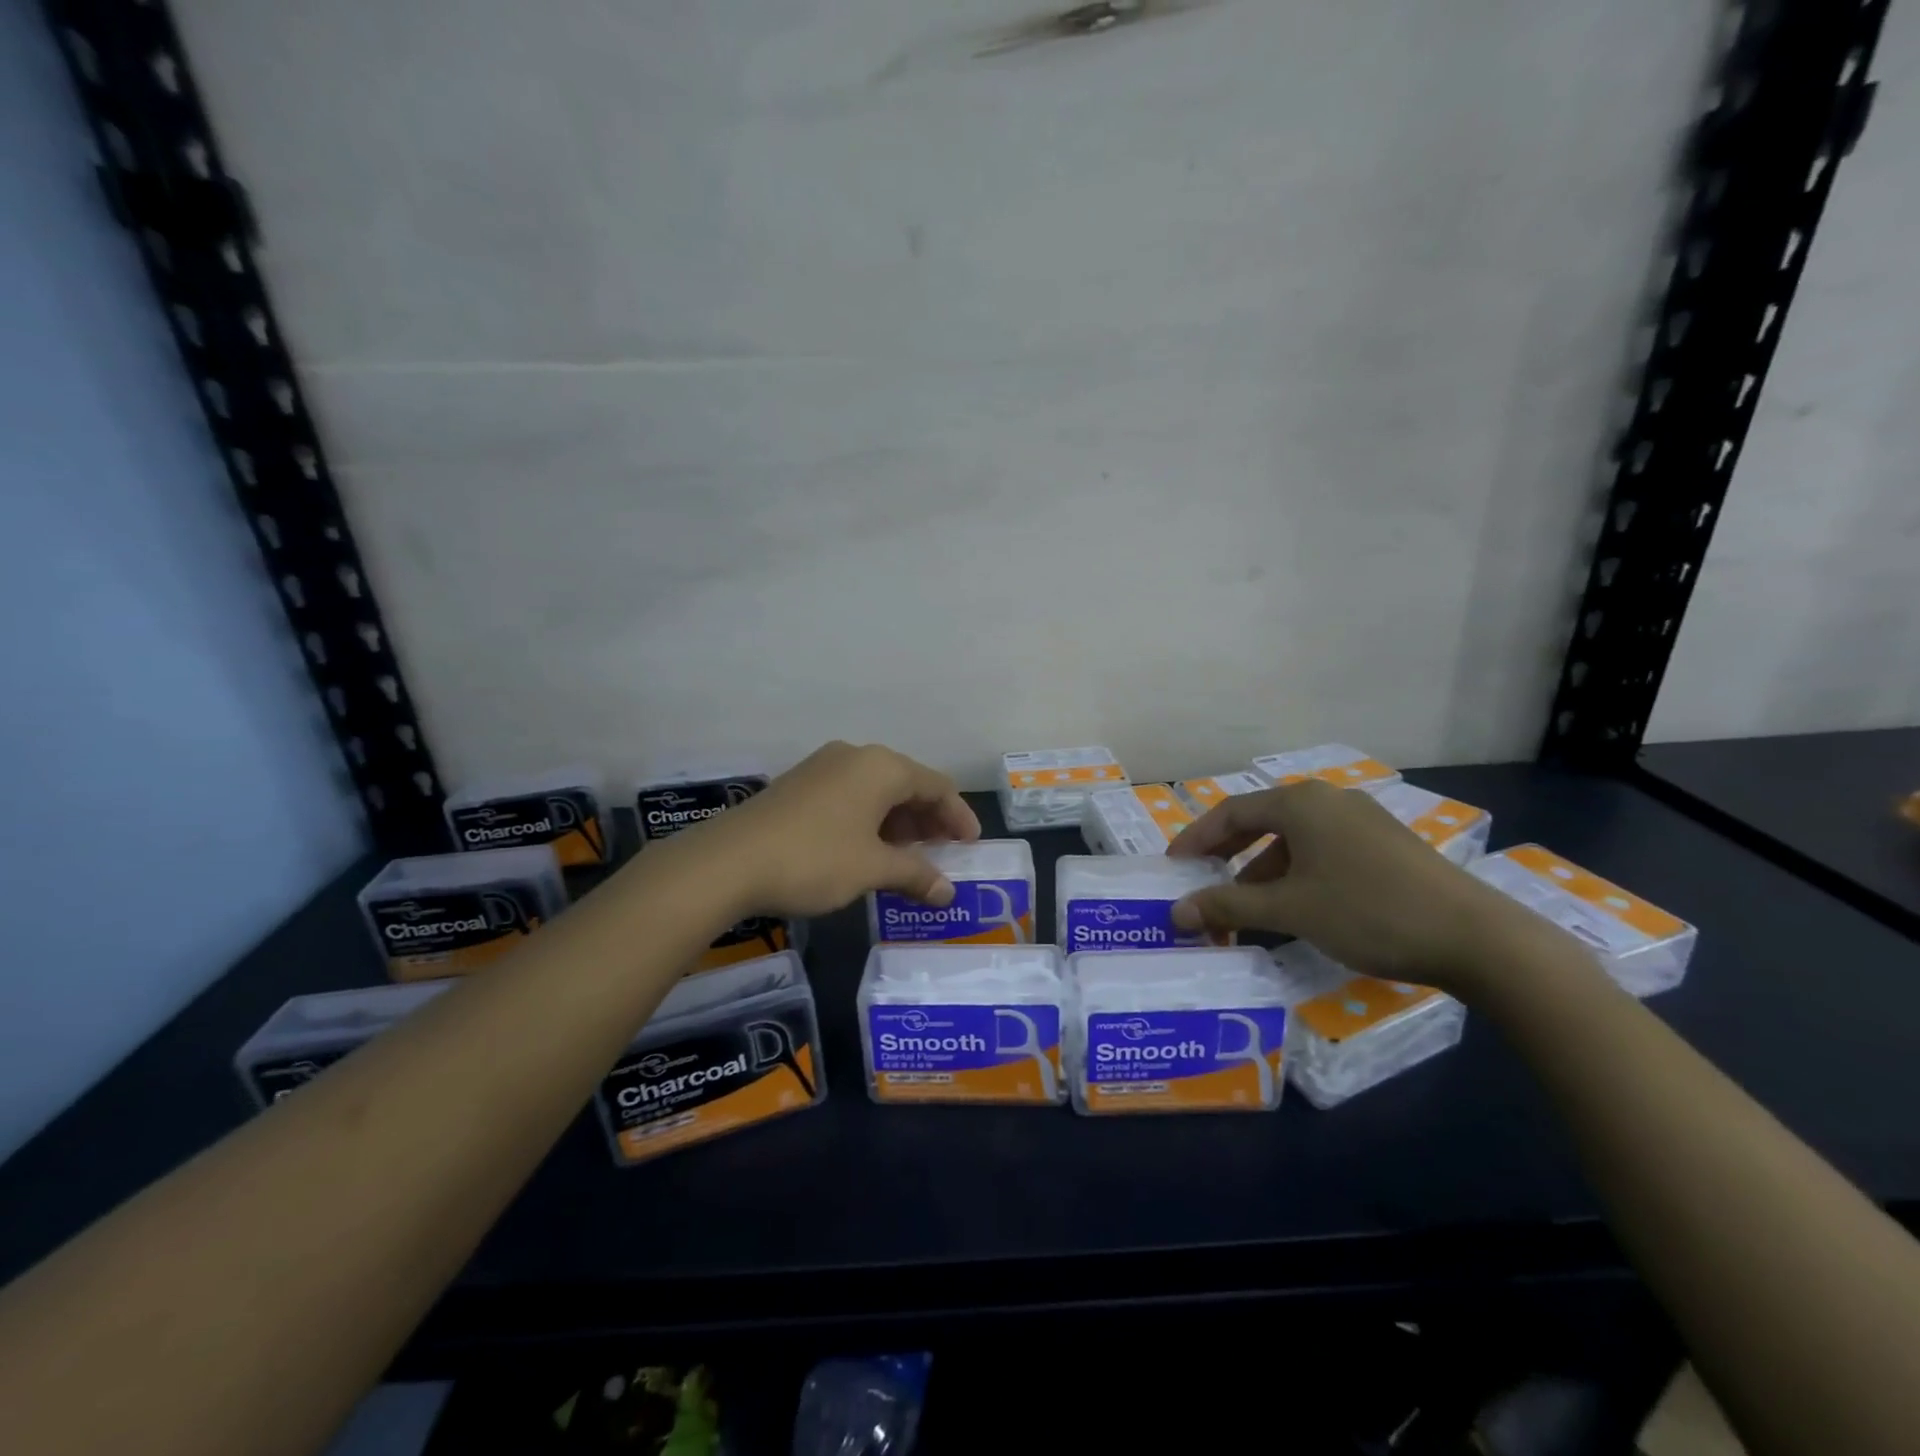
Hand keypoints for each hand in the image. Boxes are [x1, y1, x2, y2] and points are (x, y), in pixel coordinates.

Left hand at [687, 741, 980, 918]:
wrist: (728, 862)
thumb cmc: (815, 859)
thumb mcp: (872, 869)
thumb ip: (915, 875)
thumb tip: (947, 893)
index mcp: (882, 767)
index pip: (936, 785)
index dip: (958, 816)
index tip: (970, 845)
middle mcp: (855, 757)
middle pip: (907, 783)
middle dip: (927, 819)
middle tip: (942, 852)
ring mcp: (823, 767)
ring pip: (876, 790)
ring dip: (898, 821)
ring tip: (907, 856)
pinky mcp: (799, 784)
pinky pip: (850, 795)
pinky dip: (869, 819)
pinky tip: (867, 849)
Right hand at [1166, 778, 1548, 993]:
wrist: (1476, 938)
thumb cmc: (1368, 912)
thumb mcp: (1289, 909)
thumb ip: (1227, 905)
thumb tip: (1176, 912)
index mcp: (1300, 802)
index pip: (1230, 812)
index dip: (1195, 839)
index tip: (1173, 867)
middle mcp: (1328, 800)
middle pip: (1260, 821)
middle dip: (1226, 855)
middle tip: (1200, 883)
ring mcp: (1360, 820)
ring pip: (1293, 841)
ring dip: (1261, 872)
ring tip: (1245, 910)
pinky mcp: (1384, 845)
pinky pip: (1321, 851)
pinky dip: (1295, 875)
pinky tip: (1294, 909)